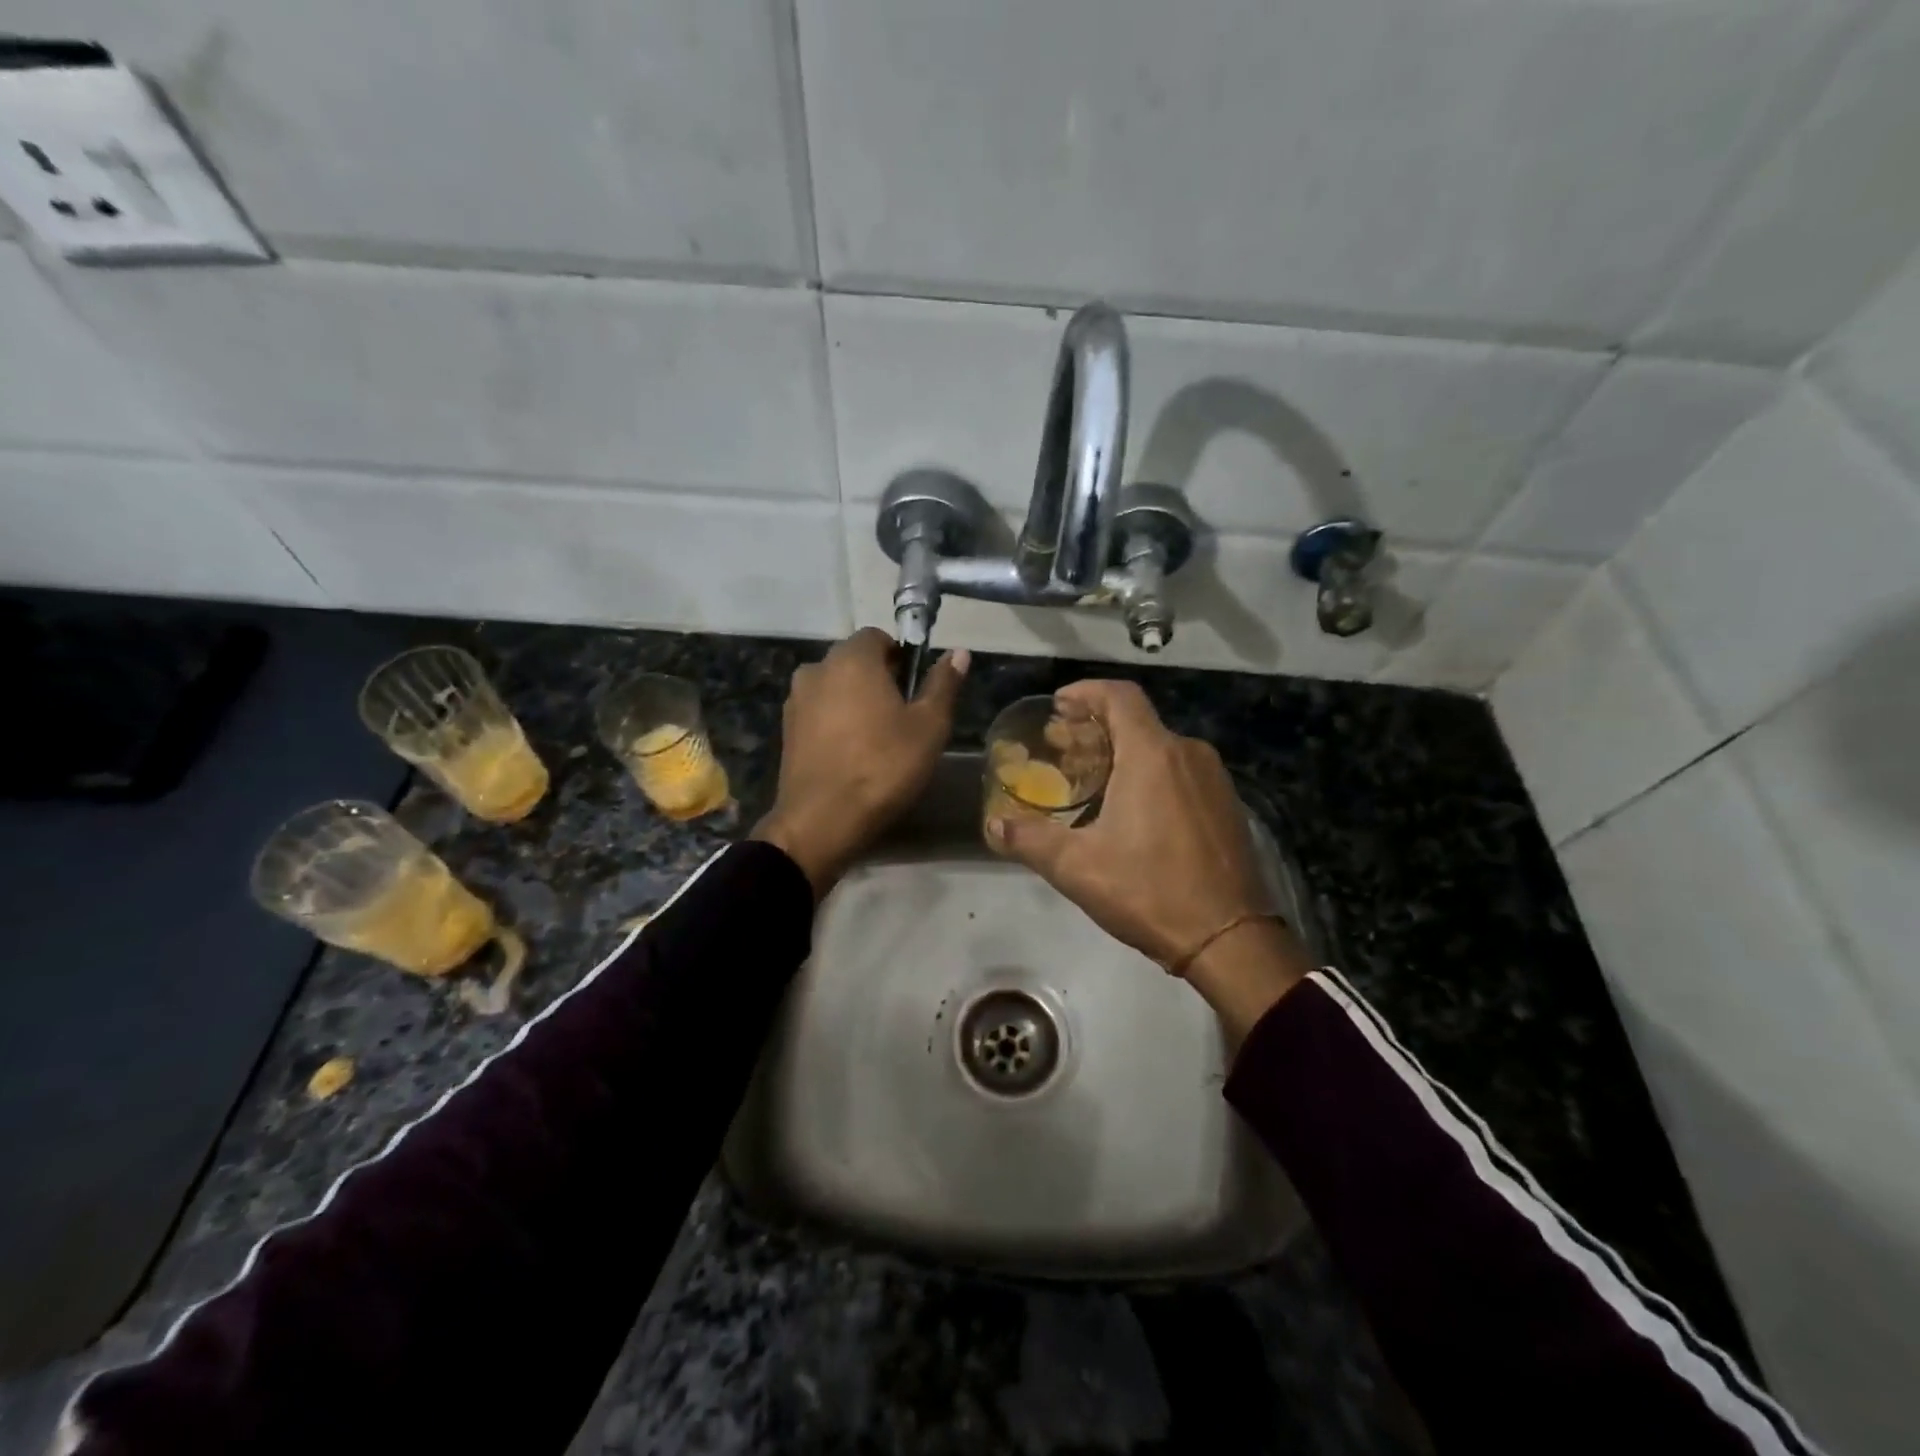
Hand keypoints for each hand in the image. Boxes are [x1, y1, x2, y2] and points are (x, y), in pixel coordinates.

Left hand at [753, 629, 967, 894]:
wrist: (822, 820)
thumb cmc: (884, 767)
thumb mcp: (929, 727)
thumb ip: (943, 685)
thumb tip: (958, 653)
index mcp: (852, 659)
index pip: (878, 636)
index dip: (900, 657)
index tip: (914, 689)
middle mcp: (817, 669)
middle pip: (854, 661)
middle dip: (877, 678)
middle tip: (901, 716)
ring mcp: (796, 700)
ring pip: (834, 687)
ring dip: (854, 701)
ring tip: (875, 738)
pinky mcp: (785, 730)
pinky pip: (818, 712)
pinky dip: (834, 722)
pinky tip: (851, 753)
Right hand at [985, 680, 1310, 1036]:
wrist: (1231, 939)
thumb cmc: (1149, 892)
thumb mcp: (1078, 867)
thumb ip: (1030, 840)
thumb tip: (994, 826)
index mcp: (1152, 754)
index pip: (1119, 696)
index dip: (1086, 691)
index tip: (1059, 706)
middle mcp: (1188, 753)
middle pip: (1137, 720)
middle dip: (1097, 727)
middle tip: (1063, 748)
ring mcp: (1214, 779)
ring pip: (1161, 746)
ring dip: (1124, 751)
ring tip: (1092, 778)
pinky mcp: (1228, 804)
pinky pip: (1182, 771)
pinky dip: (1151, 772)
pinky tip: (1132, 808)